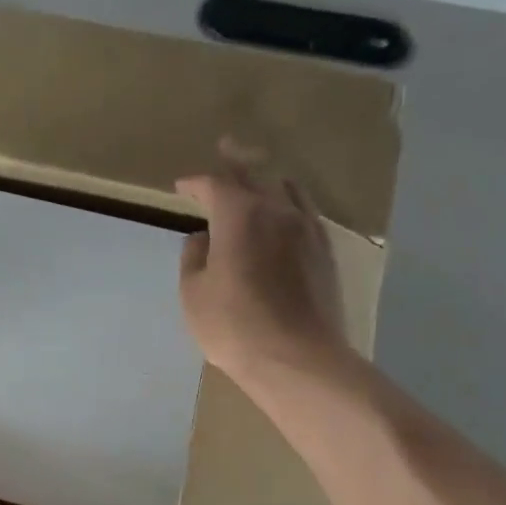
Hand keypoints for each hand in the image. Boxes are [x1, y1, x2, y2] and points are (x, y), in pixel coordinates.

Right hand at [177, 144, 352, 388]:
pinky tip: (289, 209)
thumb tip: (202, 238)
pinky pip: (306, 212)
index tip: (181, 186)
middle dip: (236, 163)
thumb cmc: (232, 324)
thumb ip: (194, 257)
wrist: (296, 357)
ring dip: (268, 179)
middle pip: (254, 177)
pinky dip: (292, 203)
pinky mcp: (324, 252)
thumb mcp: (193, 292)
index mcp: (239, 215)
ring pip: (287, 190)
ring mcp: (306, 229)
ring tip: (260, 175)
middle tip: (226, 147)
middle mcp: (276, 211)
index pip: (214, 185)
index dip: (196, 183)